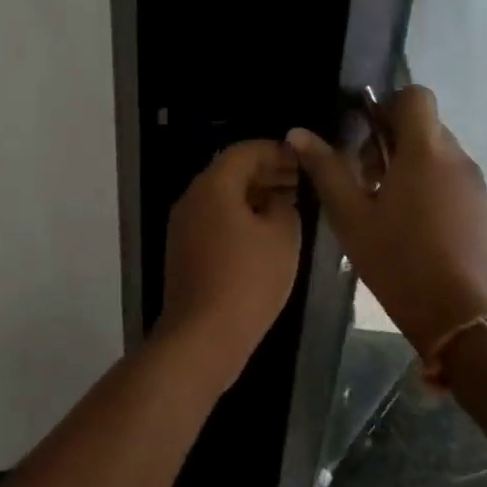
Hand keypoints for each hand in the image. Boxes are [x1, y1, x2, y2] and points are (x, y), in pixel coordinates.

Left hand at [159, 140, 302, 386]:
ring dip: (255, 196)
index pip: (245, 151)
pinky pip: (215, 219)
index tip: (303, 159)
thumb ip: (285, 206)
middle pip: (230, 172)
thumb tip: (279, 199)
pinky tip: (266, 233)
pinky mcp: (184, 250)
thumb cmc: (248, 280)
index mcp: (213, 186)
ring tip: (290, 205)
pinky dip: (240, 216)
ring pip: (222, 197)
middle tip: (301, 181)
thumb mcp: (282, 237)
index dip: (276, 151)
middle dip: (267, 172)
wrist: (203, 336)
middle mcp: (192, 198)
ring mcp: (184, 226)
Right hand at [288, 87, 486, 354]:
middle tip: (363, 179)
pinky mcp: (483, 211)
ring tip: (382, 207)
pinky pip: (450, 180)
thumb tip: (297, 133)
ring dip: (407, 166)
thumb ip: (325, 169)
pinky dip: (427, 187)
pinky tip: (407, 227)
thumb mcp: (350, 216)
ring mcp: (475, 186)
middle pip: (423, 126)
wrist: (463, 319)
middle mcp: (456, 159)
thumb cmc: (399, 261)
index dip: (387, 105)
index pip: (416, 96)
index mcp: (425, 151)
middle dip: (390, 141)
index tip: (363, 136)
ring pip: (437, 154)